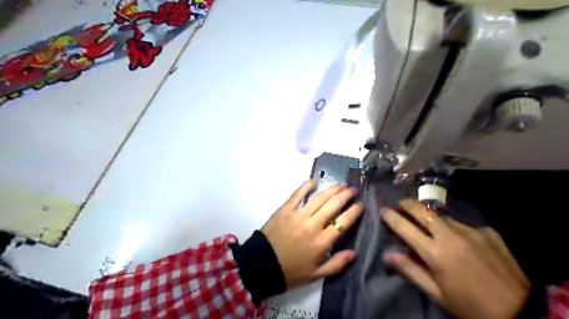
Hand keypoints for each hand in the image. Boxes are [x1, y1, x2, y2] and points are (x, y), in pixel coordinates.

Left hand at [264, 181, 363, 289]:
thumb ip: (337, 264)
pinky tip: (315, 180)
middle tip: (353, 190)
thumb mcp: (316, 275)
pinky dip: (307, 185)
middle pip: (333, 206)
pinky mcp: (285, 209)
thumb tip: (354, 253)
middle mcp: (313, 225)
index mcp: (322, 242)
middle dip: (346, 196)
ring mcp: (298, 215)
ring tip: (341, 184)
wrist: (262, 265)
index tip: (360, 205)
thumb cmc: (291, 271)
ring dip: (332, 189)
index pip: (343, 222)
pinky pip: (298, 194)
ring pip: (319, 198)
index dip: (354, 212)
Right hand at [379, 200, 531, 318]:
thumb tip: (388, 254)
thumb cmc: (469, 305)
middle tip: (399, 205)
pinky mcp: (486, 231)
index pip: (405, 227)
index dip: (390, 217)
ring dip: (428, 216)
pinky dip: (451, 227)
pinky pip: (461, 224)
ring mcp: (470, 231)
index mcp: (435, 253)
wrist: (521, 310)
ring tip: (424, 221)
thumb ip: (410, 270)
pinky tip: (456, 239)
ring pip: (441, 215)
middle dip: (406, 204)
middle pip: (422, 210)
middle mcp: (450, 236)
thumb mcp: (436, 293)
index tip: (383, 211)